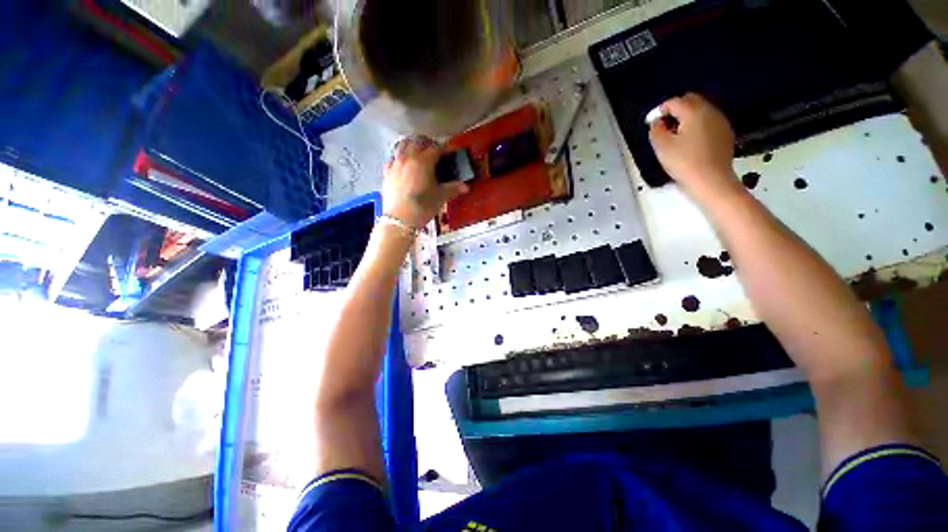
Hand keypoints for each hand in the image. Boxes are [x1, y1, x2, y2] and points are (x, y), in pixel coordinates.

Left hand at [382, 136, 468, 228]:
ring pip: (402, 145)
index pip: (436, 148)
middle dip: (428, 143)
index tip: (450, 152)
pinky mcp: (387, 172)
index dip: (445, 149)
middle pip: (417, 141)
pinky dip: (399, 156)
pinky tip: (403, 163)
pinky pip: (393, 157)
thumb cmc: (422, 207)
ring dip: (412, 144)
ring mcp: (395, 164)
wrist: (399, 220)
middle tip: (435, 150)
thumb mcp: (440, 197)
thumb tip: (465, 187)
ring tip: (418, 151)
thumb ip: (453, 189)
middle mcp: (408, 157)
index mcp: (423, 161)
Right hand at [649, 93, 739, 197]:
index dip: (659, 110)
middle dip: (675, 110)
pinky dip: (697, 126)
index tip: (651, 123)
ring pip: (700, 111)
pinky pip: (708, 122)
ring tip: (676, 136)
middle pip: (690, 101)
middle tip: (663, 127)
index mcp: (693, 111)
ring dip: (687, 118)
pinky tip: (690, 142)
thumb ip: (656, 130)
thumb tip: (657, 122)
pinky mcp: (725, 134)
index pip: (674, 102)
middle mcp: (710, 111)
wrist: (711, 180)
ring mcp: (720, 122)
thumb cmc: (684, 162)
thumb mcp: (661, 147)